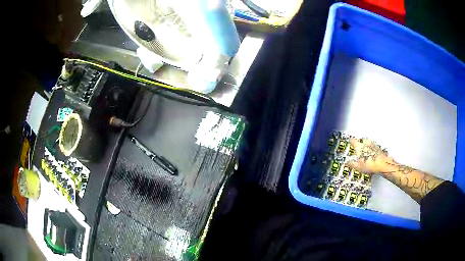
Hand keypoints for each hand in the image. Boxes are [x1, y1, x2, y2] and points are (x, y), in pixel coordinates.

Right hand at [346, 138, 392, 173]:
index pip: (353, 141)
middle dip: (359, 142)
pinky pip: (372, 145)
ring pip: (367, 141)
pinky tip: (371, 153)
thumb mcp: (358, 167)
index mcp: (359, 146)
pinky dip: (371, 148)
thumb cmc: (369, 165)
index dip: (351, 142)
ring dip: (366, 144)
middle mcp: (366, 143)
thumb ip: (352, 164)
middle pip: (361, 139)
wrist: (382, 164)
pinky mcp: (378, 147)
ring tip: (365, 150)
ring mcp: (372, 144)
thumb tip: (347, 163)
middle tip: (358, 147)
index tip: (350, 143)